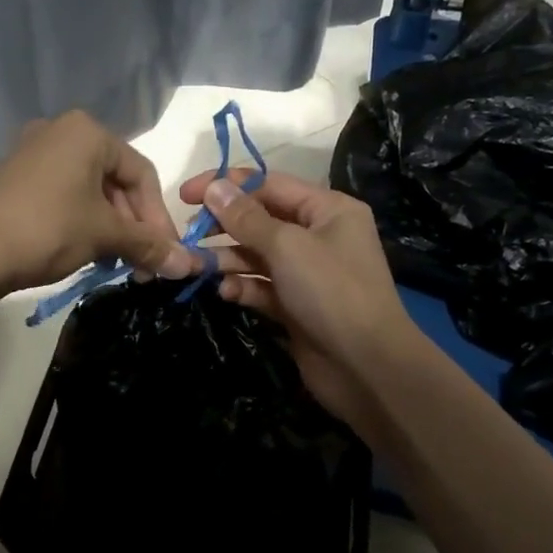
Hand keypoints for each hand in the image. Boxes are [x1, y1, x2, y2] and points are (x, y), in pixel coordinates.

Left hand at [0, 111, 198, 293]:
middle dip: (133, 225)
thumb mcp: (105, 236)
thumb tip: (190, 266)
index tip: (167, 253)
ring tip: (115, 263)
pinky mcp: (14, 177)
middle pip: (115, 181)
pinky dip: (82, 221)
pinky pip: (63, 195)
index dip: (159, 217)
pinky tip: (86, 253)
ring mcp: (32, 152)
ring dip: (110, 228)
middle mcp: (60, 131)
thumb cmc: (48, 229)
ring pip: (89, 190)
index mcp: (87, 132)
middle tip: (142, 263)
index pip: (141, 173)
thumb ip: (150, 245)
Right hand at [178, 168, 421, 428]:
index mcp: (328, 209)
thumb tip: (214, 188)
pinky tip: (226, 292)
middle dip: (224, 226)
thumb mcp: (287, 247)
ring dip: (227, 259)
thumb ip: (246, 218)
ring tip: (194, 266)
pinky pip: (262, 286)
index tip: (186, 195)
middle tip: (188, 235)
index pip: (270, 184)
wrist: (366, 367)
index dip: (227, 185)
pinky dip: (243, 286)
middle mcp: (319, 235)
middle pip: (261, 220)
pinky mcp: (296, 305)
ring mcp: (308, 272)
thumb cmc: (331, 292)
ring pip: (257, 255)